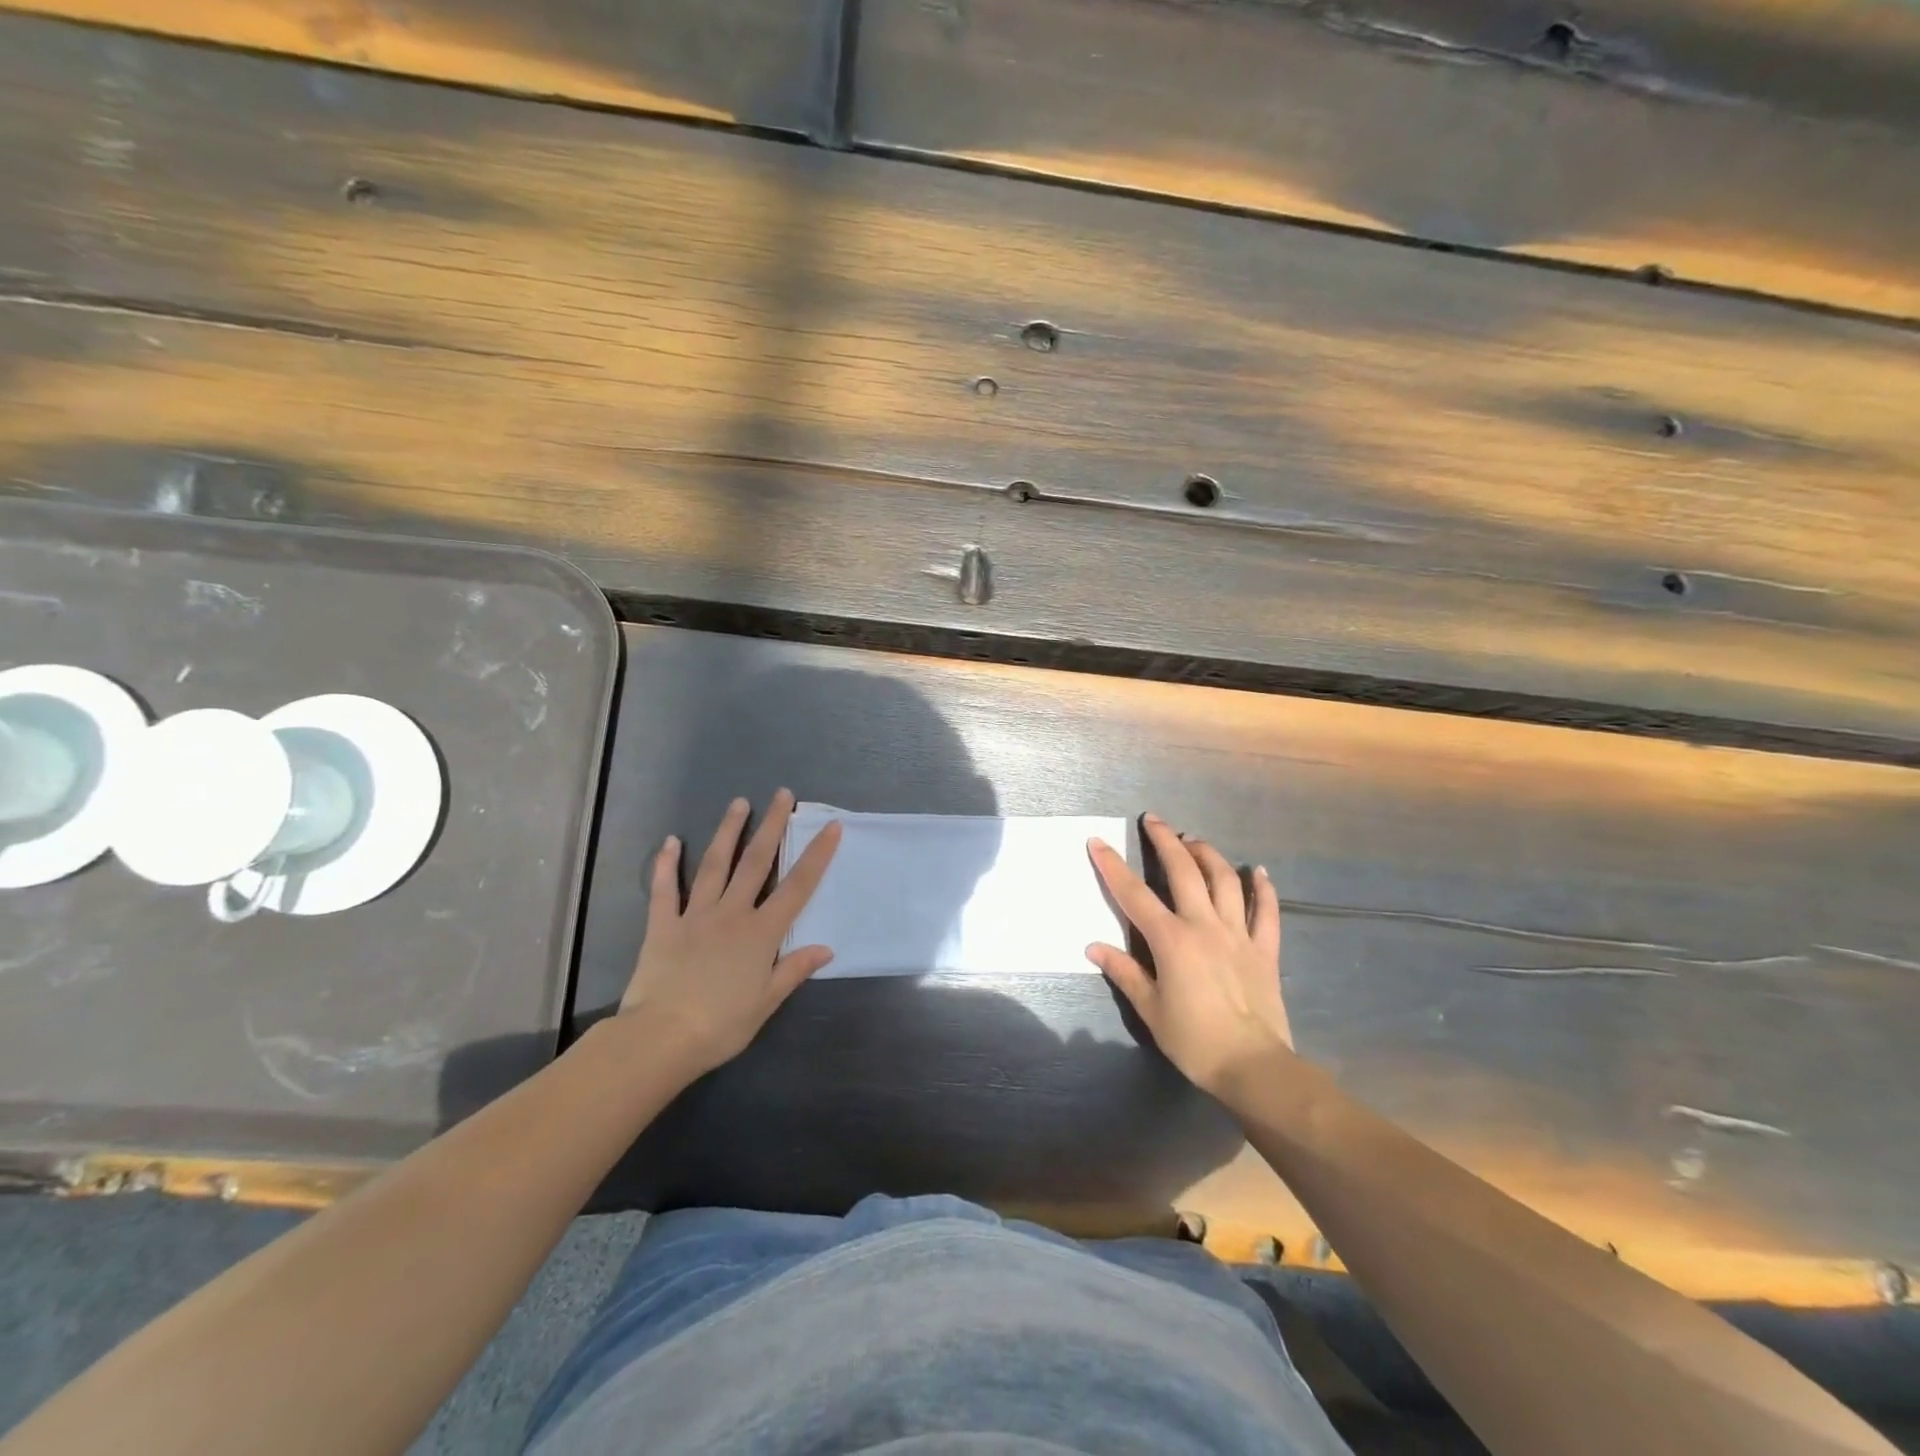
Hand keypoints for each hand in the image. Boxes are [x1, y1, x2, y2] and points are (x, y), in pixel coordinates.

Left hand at [619, 790, 841, 1076]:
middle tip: (782, 794)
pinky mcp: (663, 925)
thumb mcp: (766, 1002)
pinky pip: (665, 890)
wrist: (661, 1037)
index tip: (830, 826)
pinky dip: (666, 865)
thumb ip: (794, 970)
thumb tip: (826, 947)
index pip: (797, 887)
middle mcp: (732, 914)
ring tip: (738, 803)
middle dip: (772, 826)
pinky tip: (670, 841)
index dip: (816, 855)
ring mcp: (695, 916)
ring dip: (728, 832)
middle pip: (756, 862)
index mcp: (761, 933)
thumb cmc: (721, 1025)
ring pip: (715, 865)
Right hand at [1086, 813, 1291, 1097]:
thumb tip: (1093, 947)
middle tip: (1154, 820)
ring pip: (1225, 881)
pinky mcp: (1265, 949)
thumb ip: (1124, 972)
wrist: (1253, 1066)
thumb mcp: (1150, 1010)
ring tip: (1194, 841)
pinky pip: (1267, 912)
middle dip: (1165, 841)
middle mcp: (1204, 925)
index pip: (1134, 894)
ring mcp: (1238, 934)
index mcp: (1171, 940)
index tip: (1097, 841)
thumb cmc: (1194, 1040)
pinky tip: (1259, 871)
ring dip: (1208, 855)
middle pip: (1184, 872)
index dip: (1112, 866)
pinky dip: (1264, 889)